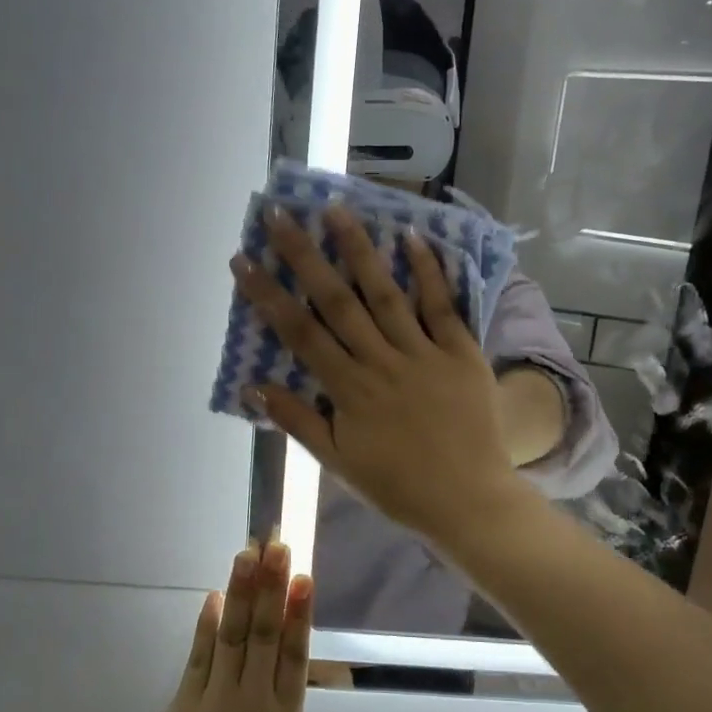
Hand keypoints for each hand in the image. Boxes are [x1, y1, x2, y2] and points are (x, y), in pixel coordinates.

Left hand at [129, 541, 356, 711]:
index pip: (293, 655)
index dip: (299, 612)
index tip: (302, 575)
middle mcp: (250, 703)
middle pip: (262, 633)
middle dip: (271, 584)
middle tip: (276, 542)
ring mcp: (212, 703)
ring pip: (231, 636)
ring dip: (240, 592)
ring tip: (247, 552)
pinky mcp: (181, 710)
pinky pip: (197, 659)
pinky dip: (206, 626)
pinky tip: (212, 597)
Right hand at [231, 205, 526, 544]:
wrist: (468, 501)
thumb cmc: (398, 487)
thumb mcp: (339, 464)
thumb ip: (299, 422)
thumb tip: (254, 387)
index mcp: (349, 390)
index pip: (300, 333)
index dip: (268, 295)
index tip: (243, 259)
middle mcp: (381, 362)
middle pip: (337, 301)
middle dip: (304, 256)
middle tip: (280, 216)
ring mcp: (424, 353)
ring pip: (386, 293)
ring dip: (359, 250)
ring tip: (337, 210)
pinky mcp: (462, 353)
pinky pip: (443, 306)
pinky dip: (428, 272)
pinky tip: (412, 237)